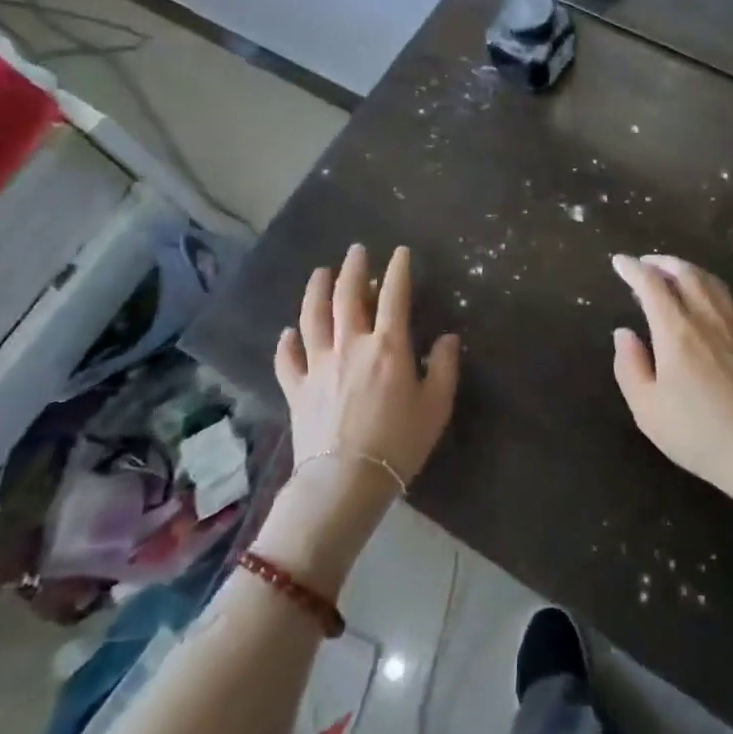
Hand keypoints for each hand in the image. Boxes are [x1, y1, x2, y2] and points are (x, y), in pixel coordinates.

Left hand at [274, 243, 460, 484]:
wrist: (345, 482)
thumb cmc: (399, 443)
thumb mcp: (436, 406)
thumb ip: (444, 367)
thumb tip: (447, 338)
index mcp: (387, 346)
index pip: (394, 295)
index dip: (398, 269)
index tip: (400, 252)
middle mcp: (350, 345)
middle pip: (347, 295)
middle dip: (353, 268)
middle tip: (356, 251)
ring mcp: (319, 365)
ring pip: (312, 317)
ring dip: (315, 290)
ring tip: (320, 273)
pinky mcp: (297, 389)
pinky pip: (287, 359)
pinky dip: (286, 343)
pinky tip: (288, 333)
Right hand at [610, 253, 732, 526]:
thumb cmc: (699, 434)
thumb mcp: (648, 409)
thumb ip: (630, 366)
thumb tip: (624, 333)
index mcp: (677, 330)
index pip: (651, 284)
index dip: (632, 269)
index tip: (619, 262)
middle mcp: (708, 317)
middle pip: (685, 272)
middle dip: (662, 262)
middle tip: (646, 263)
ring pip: (711, 282)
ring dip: (688, 270)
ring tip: (674, 275)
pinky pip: (728, 300)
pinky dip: (709, 289)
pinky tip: (706, 305)